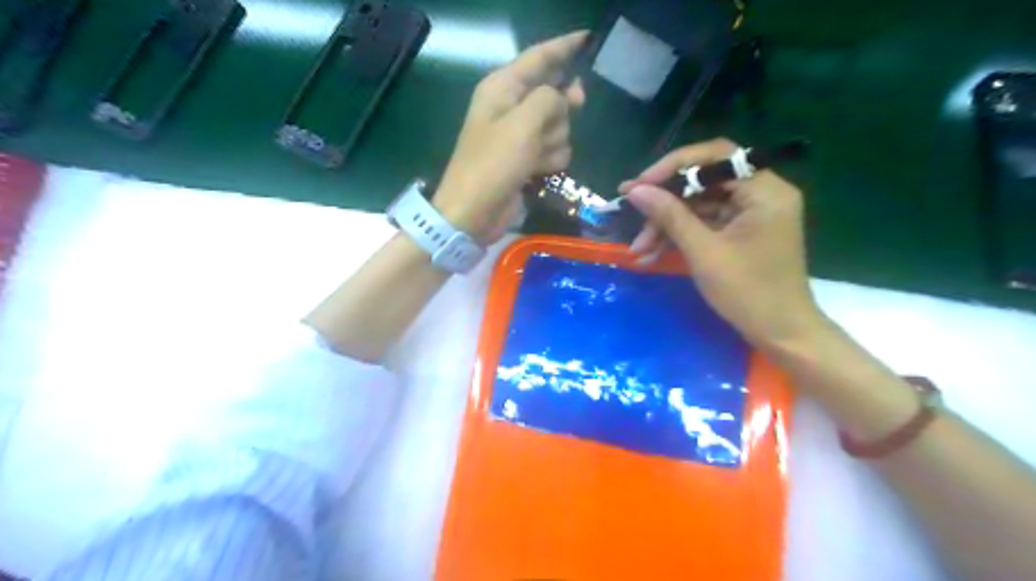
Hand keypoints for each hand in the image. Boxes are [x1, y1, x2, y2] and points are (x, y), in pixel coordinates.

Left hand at [434, 31, 586, 245]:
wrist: (474, 212)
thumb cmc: (493, 164)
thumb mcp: (523, 124)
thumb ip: (549, 100)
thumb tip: (564, 96)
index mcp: (503, 88)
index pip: (539, 57)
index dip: (564, 47)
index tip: (588, 38)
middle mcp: (512, 107)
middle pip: (554, 94)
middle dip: (561, 110)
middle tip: (564, 115)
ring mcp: (520, 135)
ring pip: (559, 126)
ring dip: (554, 141)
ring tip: (534, 157)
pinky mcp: (527, 159)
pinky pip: (555, 149)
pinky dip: (550, 160)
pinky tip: (537, 171)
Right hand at [618, 139, 832, 346]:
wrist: (780, 334)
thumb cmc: (748, 293)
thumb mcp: (704, 252)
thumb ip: (670, 215)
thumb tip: (635, 190)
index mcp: (764, 191)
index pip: (715, 157)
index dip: (673, 167)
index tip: (640, 185)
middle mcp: (761, 194)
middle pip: (704, 181)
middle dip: (665, 203)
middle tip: (631, 214)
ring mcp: (750, 213)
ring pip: (699, 205)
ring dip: (667, 225)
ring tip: (639, 249)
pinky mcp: (741, 232)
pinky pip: (704, 223)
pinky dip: (679, 236)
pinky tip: (653, 254)